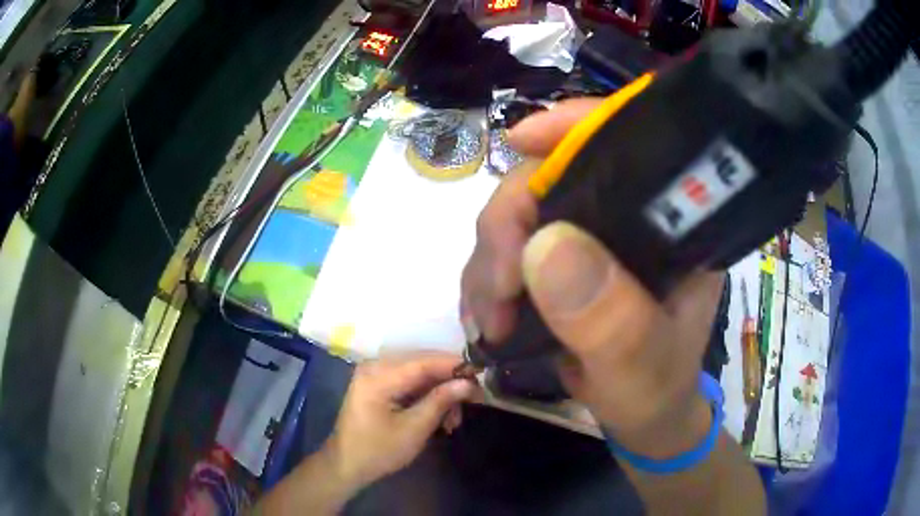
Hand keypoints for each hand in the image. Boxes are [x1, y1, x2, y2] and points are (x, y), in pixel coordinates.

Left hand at [323, 353, 478, 489]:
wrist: (346, 464)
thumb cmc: (378, 450)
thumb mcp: (414, 429)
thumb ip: (440, 402)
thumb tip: (469, 383)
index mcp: (378, 376)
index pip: (424, 362)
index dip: (454, 365)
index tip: (481, 374)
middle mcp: (375, 366)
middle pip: (422, 364)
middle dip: (449, 382)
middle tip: (473, 401)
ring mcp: (374, 374)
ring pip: (419, 373)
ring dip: (439, 393)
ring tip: (453, 420)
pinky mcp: (377, 384)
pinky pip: (409, 381)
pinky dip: (426, 396)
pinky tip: (439, 416)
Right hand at [461, 99, 723, 458]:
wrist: (642, 411)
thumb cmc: (656, 389)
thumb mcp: (640, 365)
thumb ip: (608, 318)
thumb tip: (543, 246)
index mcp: (669, 221)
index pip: (626, 142)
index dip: (573, 126)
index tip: (519, 140)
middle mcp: (627, 215)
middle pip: (550, 177)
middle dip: (507, 226)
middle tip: (496, 293)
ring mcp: (589, 234)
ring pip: (518, 213)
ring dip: (489, 263)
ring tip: (490, 321)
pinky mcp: (560, 259)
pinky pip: (505, 248)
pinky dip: (485, 278)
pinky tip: (486, 315)